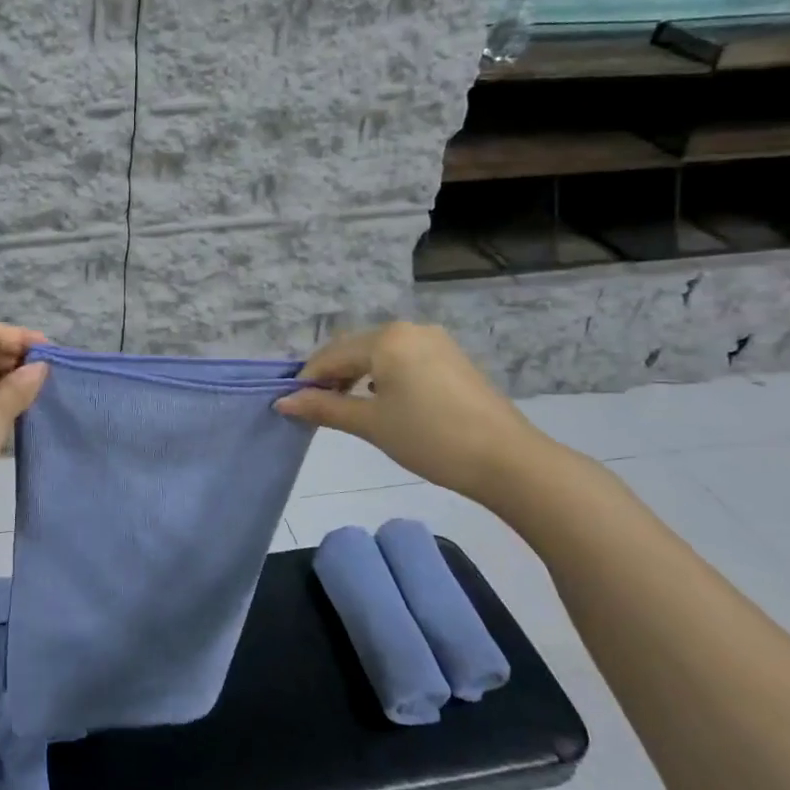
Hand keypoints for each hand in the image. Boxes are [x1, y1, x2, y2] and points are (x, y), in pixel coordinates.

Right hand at [275, 322, 561, 505]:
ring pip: (379, 354)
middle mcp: (409, 329)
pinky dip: (383, 376)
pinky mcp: (451, 358)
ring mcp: (434, 342)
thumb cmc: (429, 438)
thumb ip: (323, 407)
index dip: (307, 380)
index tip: (292, 405)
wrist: (506, 459)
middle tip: (316, 409)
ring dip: (356, 376)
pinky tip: (382, 402)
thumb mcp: (370, 424)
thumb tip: (283, 402)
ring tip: (347, 408)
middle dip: (331, 376)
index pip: (331, 355)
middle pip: (354, 349)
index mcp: (386, 339)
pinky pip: (403, 359)